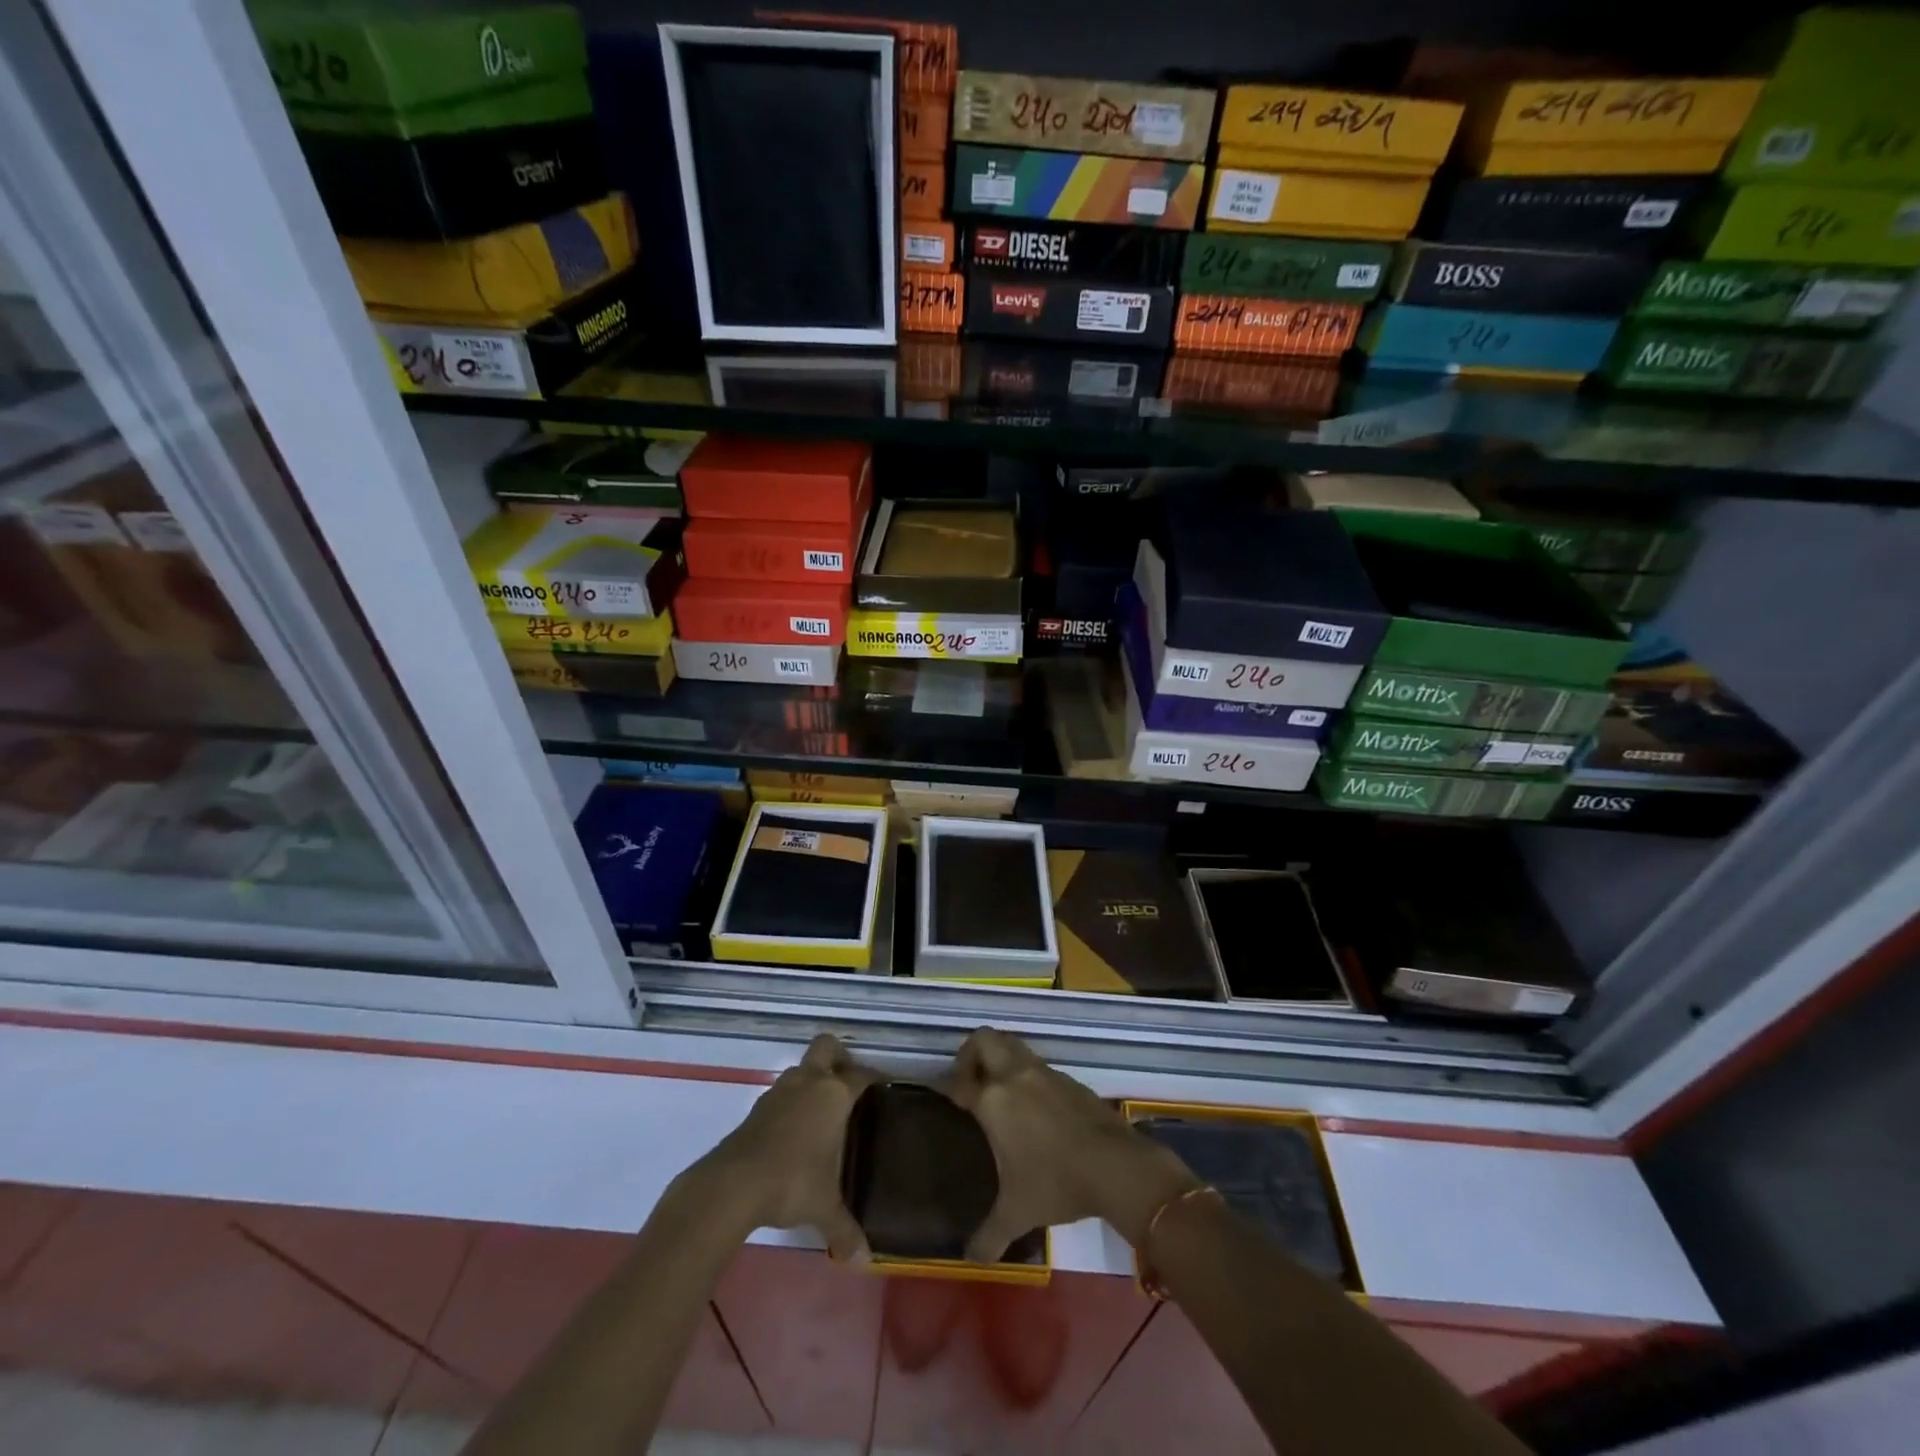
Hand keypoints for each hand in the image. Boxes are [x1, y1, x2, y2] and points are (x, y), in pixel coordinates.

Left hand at [692, 1033, 876, 1260]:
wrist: (734, 1184)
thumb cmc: (792, 1182)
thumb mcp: (825, 1207)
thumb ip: (845, 1229)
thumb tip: (863, 1260)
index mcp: (834, 1094)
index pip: (862, 1075)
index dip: (875, 1079)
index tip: (885, 1088)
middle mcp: (809, 1082)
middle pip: (827, 1047)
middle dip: (840, 1057)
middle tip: (849, 1083)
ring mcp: (780, 1090)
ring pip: (802, 1068)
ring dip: (813, 1080)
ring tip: (822, 1111)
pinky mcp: (758, 1106)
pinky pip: (783, 1092)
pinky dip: (792, 1102)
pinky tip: (795, 1132)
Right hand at [946, 1028, 1199, 1262]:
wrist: (1115, 1165)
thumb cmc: (1056, 1183)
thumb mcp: (1017, 1212)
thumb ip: (989, 1235)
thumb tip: (968, 1260)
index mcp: (993, 1100)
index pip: (957, 1081)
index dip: (944, 1084)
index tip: (938, 1092)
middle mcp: (1014, 1075)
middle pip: (983, 1039)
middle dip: (970, 1054)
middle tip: (969, 1083)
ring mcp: (1043, 1071)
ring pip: (1012, 1043)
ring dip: (999, 1056)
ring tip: (997, 1090)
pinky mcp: (1067, 1078)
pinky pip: (1036, 1063)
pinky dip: (1025, 1072)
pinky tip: (1032, 1104)